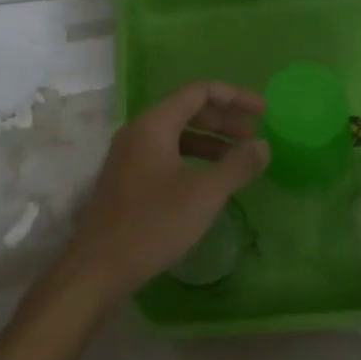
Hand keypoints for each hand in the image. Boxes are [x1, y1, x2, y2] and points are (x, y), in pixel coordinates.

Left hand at [61, 81, 269, 302]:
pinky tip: (209, 177)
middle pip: (188, 109)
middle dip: (224, 119)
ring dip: (210, 139)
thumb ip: (237, 166)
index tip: (263, 112)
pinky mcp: (126, 175)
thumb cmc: (152, 225)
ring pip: (176, 132)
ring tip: (238, 158)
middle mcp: (138, 130)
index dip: (235, 97)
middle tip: (254, 136)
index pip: (199, 91)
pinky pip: (165, 151)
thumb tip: (262, 145)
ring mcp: (129, 153)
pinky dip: (192, 156)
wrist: (97, 267)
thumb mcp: (203, 196)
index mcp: (154, 124)